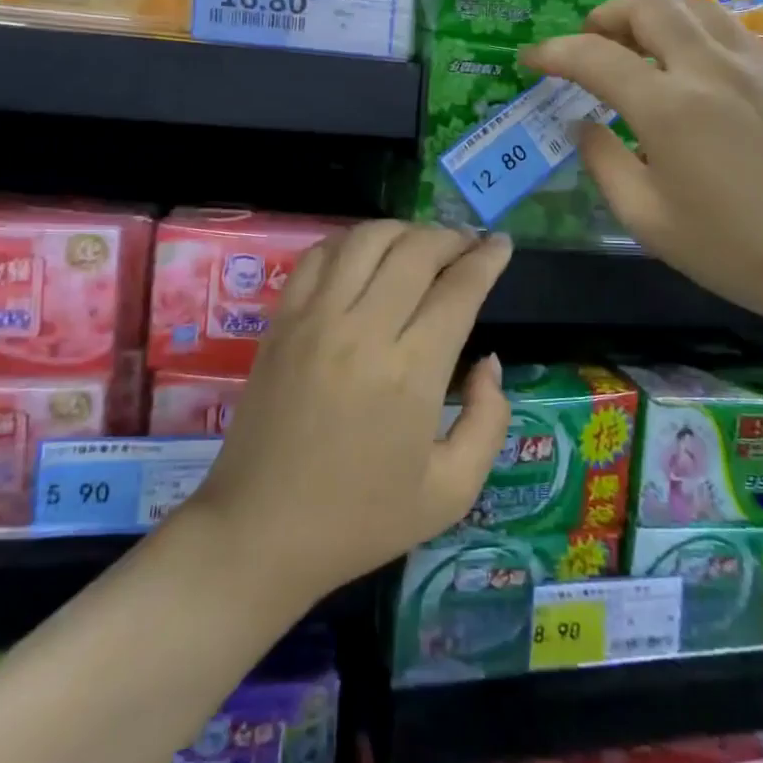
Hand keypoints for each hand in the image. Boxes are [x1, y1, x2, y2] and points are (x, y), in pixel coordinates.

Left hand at [185, 221, 513, 605]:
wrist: (260, 532)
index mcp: (411, 373)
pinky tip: (366, 255)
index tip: (502, 245)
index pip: (459, 289)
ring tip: (422, 244)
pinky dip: (350, 241)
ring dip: (403, 231)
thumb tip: (490, 362)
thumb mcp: (451, 492)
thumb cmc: (360, 520)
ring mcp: (315, 319)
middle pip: (416, 250)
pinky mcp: (281, 320)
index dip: (487, 259)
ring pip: (366, 240)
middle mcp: (363, 330)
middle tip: (468, 246)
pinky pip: (319, 256)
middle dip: (451, 237)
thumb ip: (488, 420)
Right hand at [520, 0, 762, 339]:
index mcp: (669, 107)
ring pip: (694, 4)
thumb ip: (603, 163)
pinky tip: (689, 70)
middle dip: (605, 14)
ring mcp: (755, 65)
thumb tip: (584, 125)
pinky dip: (692, 31)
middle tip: (589, 43)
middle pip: (648, 4)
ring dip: (652, 14)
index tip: (531, 58)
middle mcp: (710, 68)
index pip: (595, 56)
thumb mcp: (646, 220)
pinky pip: (727, 28)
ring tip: (636, 47)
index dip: (553, 52)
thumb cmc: (732, 251)